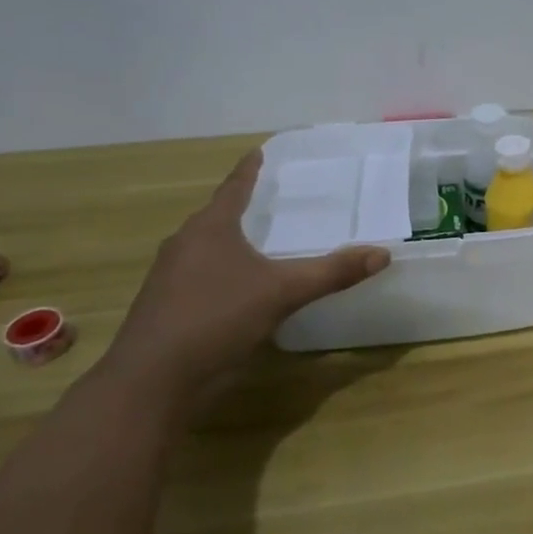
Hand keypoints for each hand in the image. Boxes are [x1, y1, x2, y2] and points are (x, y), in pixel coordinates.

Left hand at [104, 149, 390, 403]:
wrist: (151, 382)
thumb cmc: (216, 318)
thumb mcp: (282, 292)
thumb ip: (331, 272)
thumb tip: (382, 254)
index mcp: (209, 229)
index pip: (234, 188)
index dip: (248, 170)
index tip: (257, 152)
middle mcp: (184, 246)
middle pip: (215, 217)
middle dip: (238, 207)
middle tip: (266, 199)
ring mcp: (168, 279)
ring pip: (203, 249)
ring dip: (227, 243)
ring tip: (254, 243)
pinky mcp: (163, 309)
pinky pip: (196, 278)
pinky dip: (219, 274)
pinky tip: (236, 290)